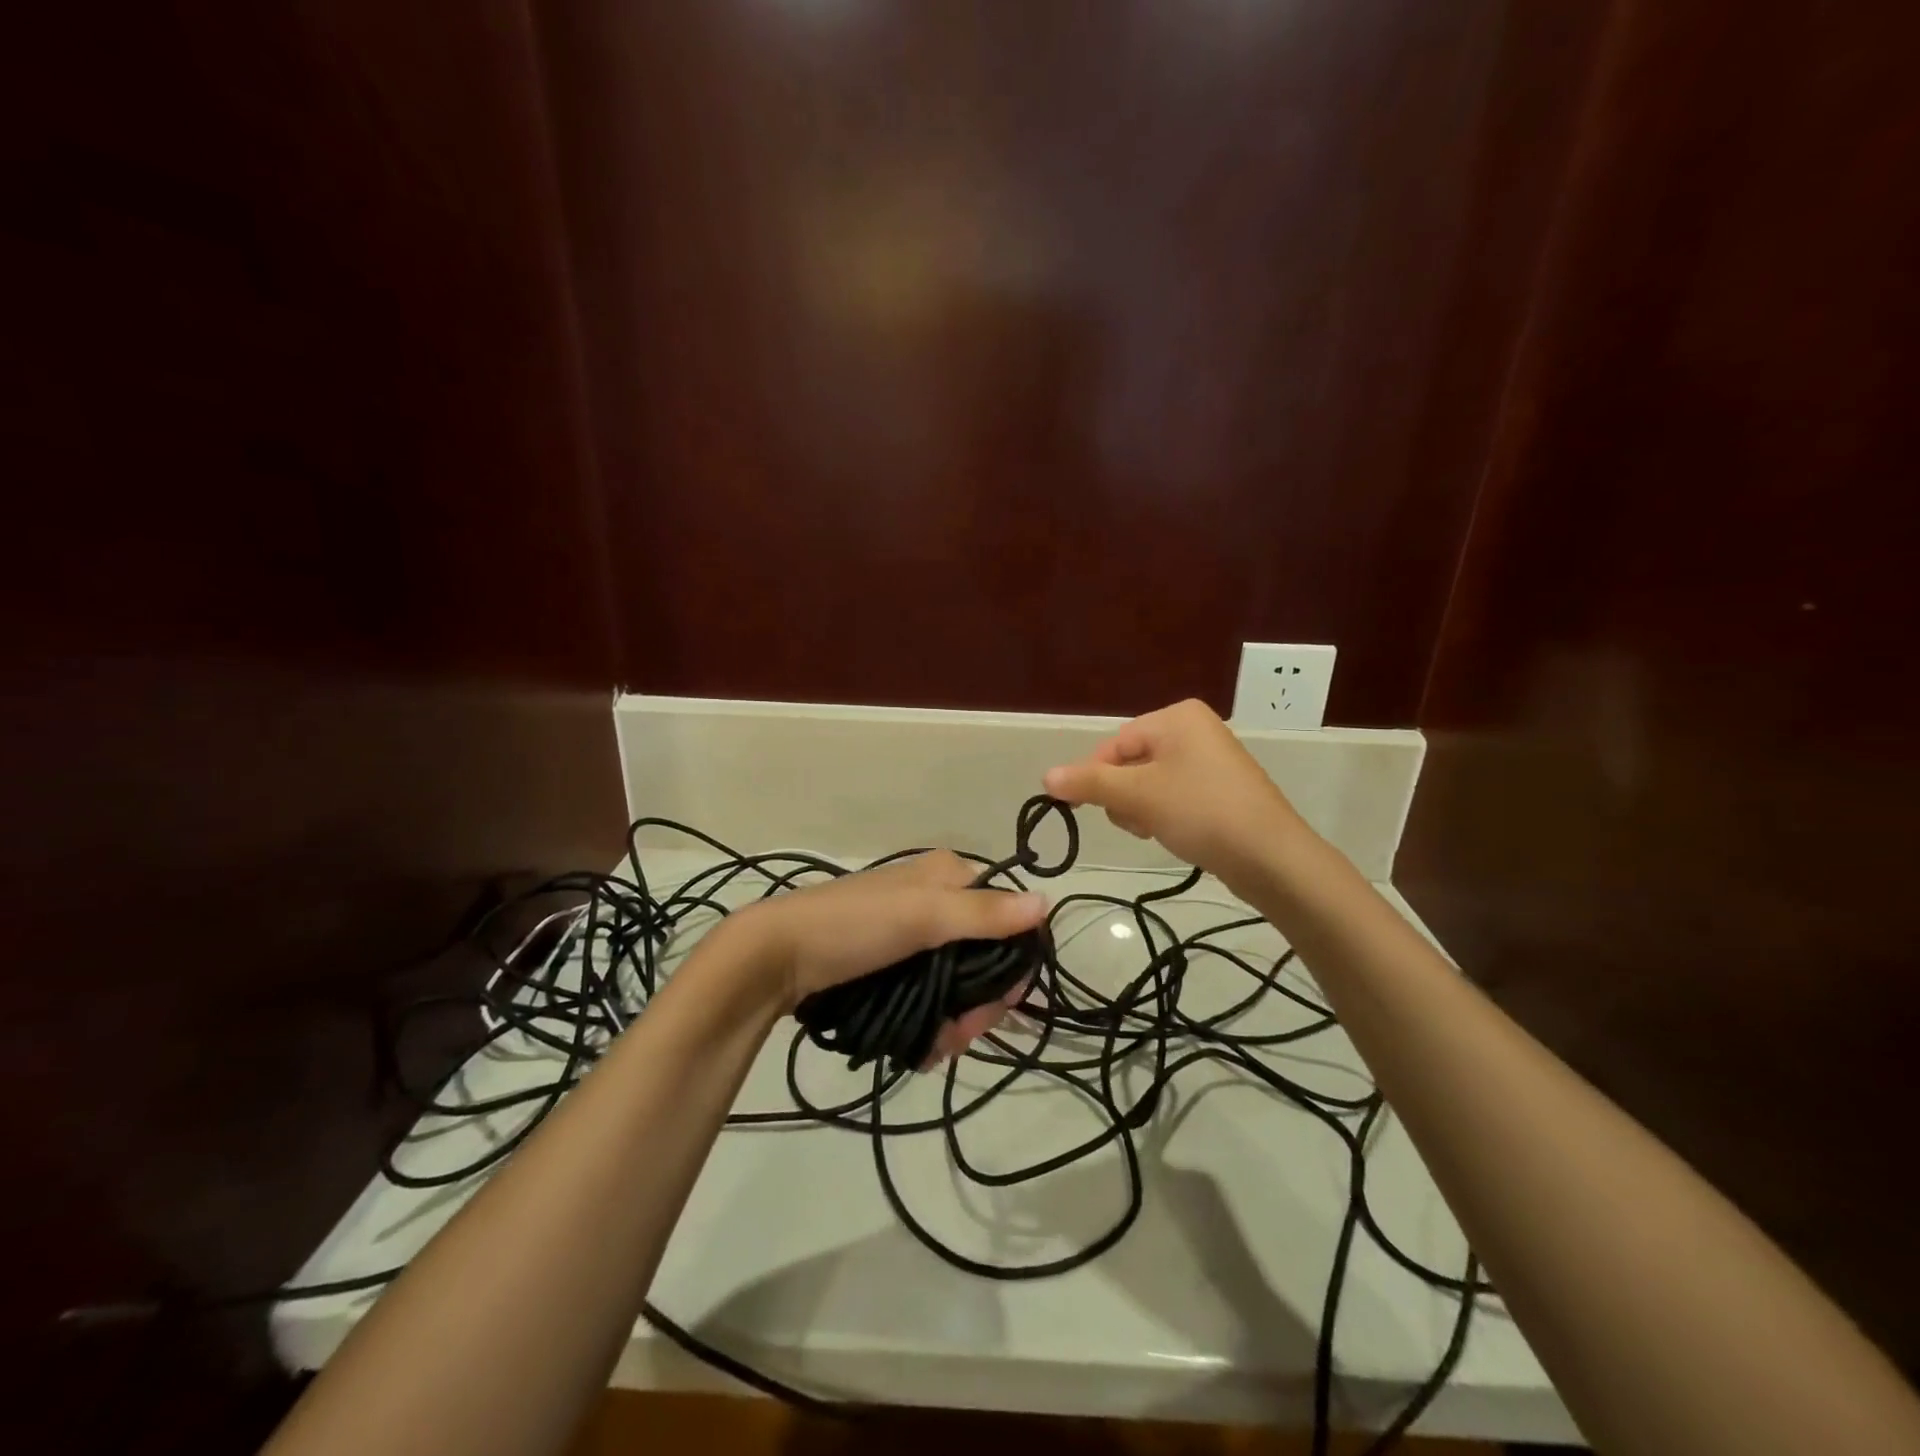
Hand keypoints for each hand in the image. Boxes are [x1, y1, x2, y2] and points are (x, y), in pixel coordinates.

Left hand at [739, 850, 1047, 1063]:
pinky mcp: (893, 967)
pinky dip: (933, 1023)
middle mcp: (937, 901)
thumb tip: (1047, 903)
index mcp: (949, 876)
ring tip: (937, 1046)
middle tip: (961, 1032)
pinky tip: (924, 1048)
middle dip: (980, 1001)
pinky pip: (931, 995)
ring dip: (957, 1020)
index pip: (1006, 915)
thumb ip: (983, 914)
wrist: (776, 957)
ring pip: (959, 983)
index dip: (1012, 960)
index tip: (1003, 1002)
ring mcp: (914, 936)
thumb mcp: (921, 915)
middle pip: (985, 956)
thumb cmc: (853, 926)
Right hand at [1043, 698, 1307, 896]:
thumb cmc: (1200, 812)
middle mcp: (1195, 729)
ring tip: (1159, 830)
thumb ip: (1089, 783)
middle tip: (1139, 821)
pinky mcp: (1222, 788)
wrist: (1271, 857)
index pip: (1114, 744)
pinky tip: (1177, 834)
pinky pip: (1175, 795)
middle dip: (1125, 796)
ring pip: (1150, 783)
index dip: (1096, 777)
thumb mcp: (1137, 795)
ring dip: (1143, 809)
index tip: (1088, 809)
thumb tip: (1046, 777)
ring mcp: (1212, 759)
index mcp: (1177, 717)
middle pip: (1131, 762)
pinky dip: (1166, 814)